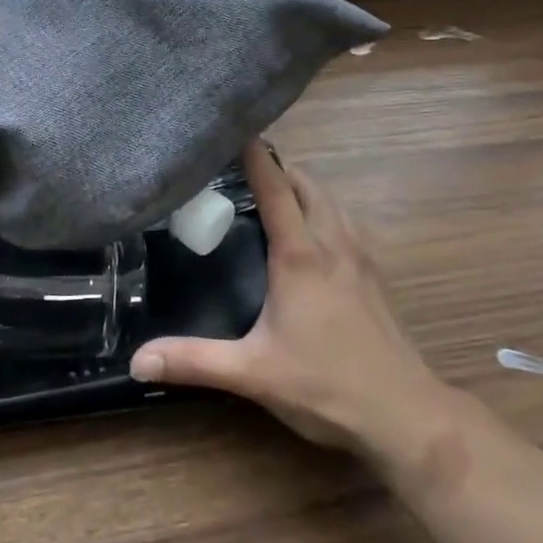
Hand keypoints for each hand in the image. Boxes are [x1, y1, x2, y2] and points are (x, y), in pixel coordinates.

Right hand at [130, 141, 461, 481]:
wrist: (406, 415)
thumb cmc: (326, 386)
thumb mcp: (252, 373)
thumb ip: (194, 361)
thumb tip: (137, 360)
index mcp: (300, 254)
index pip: (274, 186)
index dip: (254, 153)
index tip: (233, 128)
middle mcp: (331, 242)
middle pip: (306, 182)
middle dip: (277, 166)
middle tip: (240, 169)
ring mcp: (359, 256)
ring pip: (330, 199)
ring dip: (303, 186)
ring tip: (271, 193)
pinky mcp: (374, 274)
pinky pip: (345, 221)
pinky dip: (323, 209)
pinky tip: (310, 235)